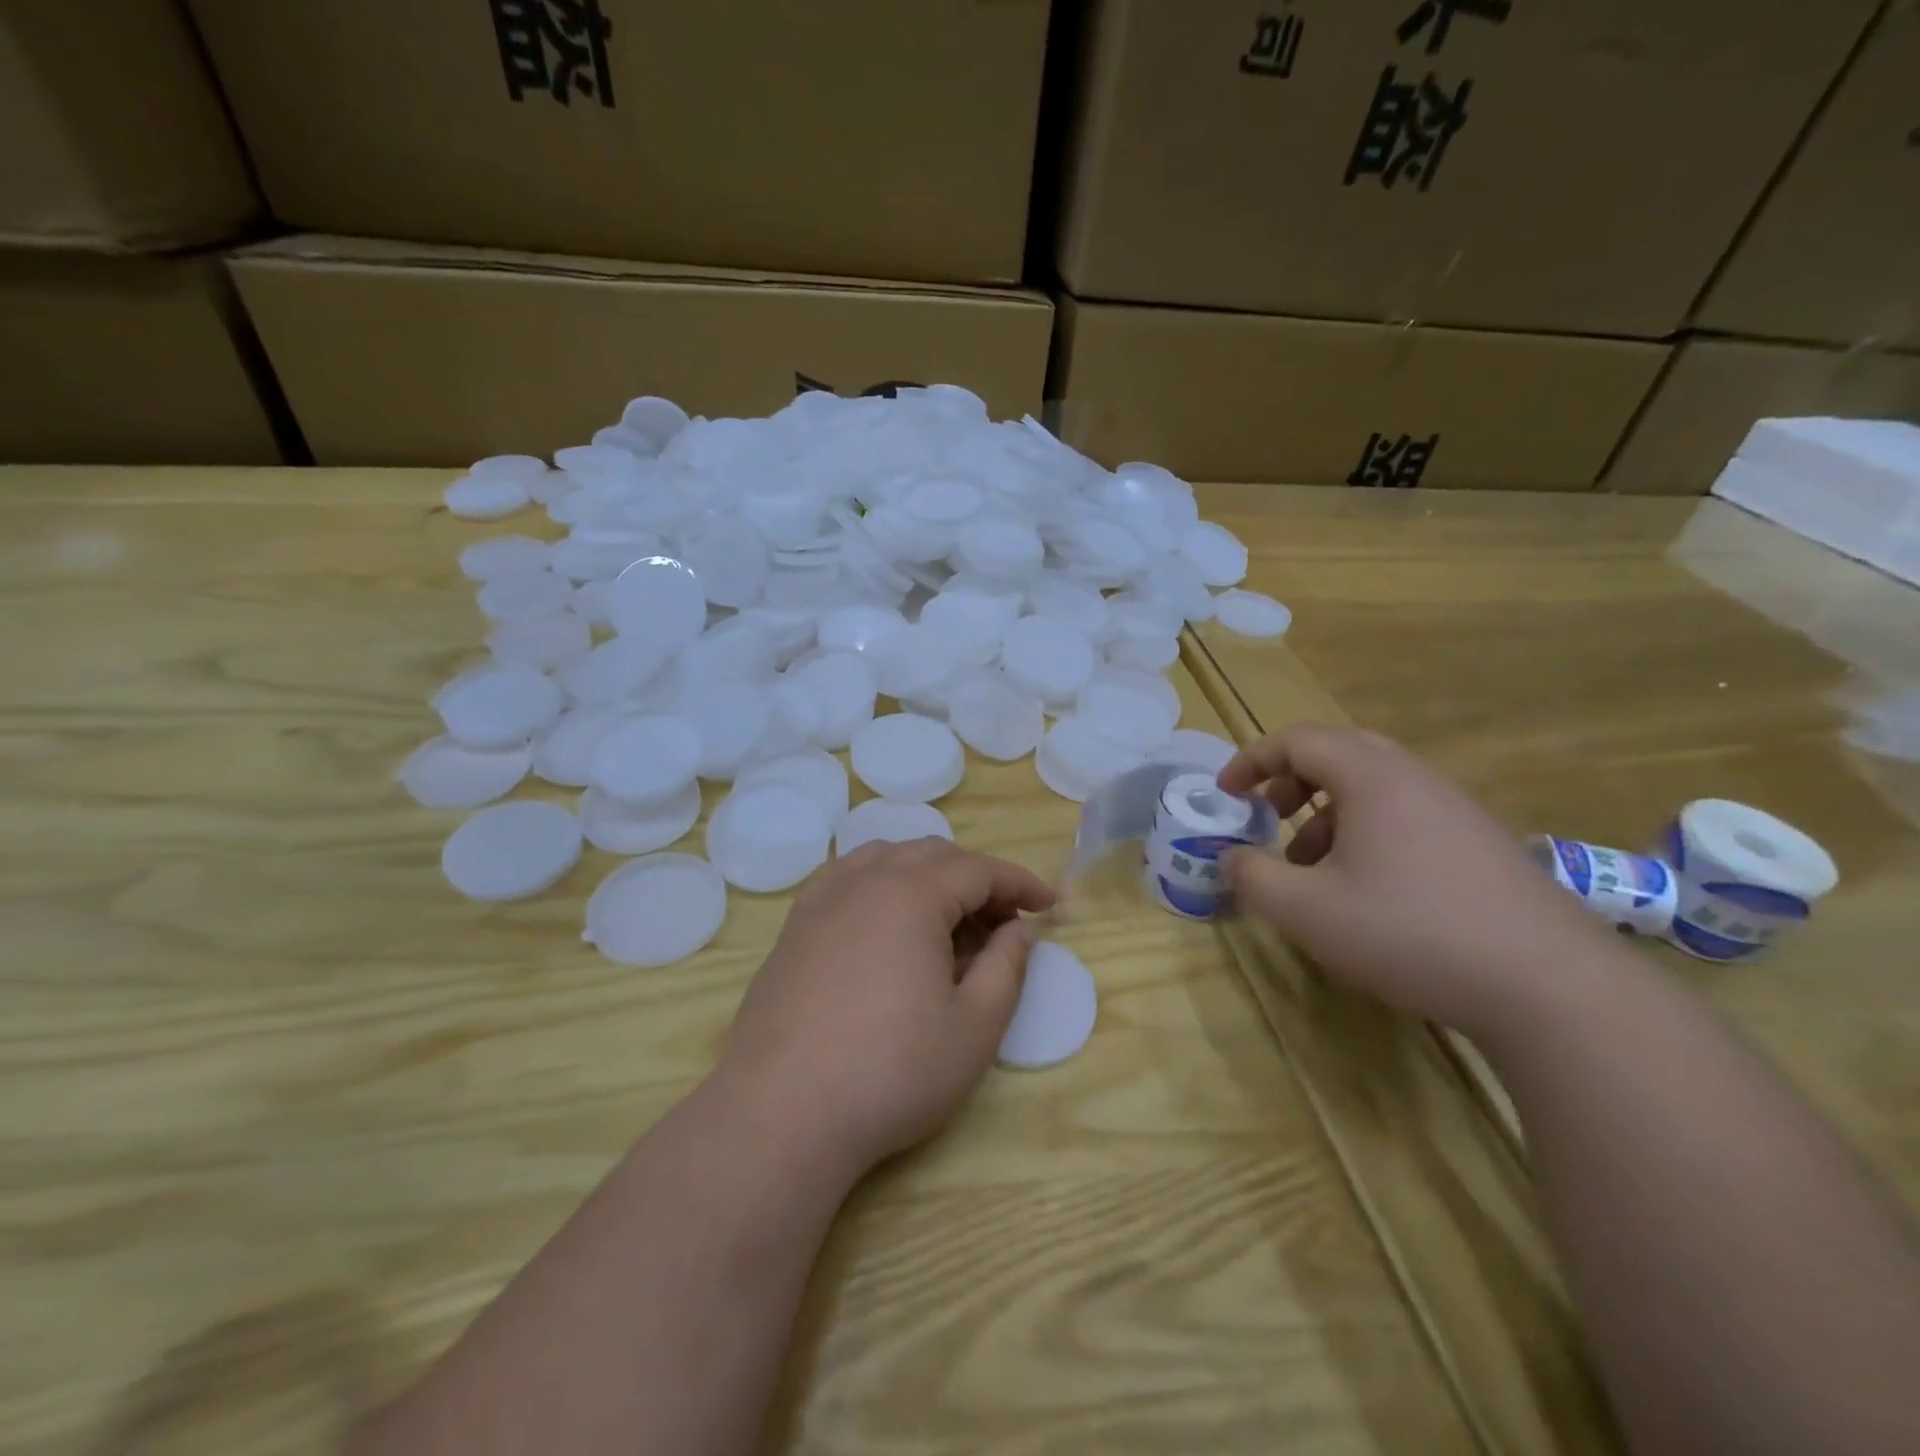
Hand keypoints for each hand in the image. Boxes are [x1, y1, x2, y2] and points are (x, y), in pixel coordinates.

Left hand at [715, 839, 1055, 1174]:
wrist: (781, 1113)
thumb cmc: (891, 1072)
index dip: (1019, 883)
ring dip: (928, 876)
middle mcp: (864, 881)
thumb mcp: (974, 1028)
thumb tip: (1018, 928)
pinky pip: (847, 878)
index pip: (978, 869)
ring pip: (886, 859)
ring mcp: (822, 900)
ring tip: (949, 918)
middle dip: (977, 879)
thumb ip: (1007, 967)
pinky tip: (887, 922)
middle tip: (1004, 922)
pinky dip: (882, 883)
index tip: (1050, 904)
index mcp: (911, 894)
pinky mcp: (795, 927)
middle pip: (933, 856)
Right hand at [1218, 723, 1606, 1036]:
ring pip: (1374, 788)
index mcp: (1371, 777)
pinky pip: (1406, 816)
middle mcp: (1415, 779)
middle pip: (1339, 754)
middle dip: (1292, 780)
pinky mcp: (1481, 844)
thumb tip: (1231, 858)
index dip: (1252, 761)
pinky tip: (1365, 891)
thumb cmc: (1410, 932)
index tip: (1226, 793)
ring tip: (1310, 866)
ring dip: (1327, 812)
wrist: (1550, 986)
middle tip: (1267, 815)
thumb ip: (1253, 878)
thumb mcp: (1307, 911)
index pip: (1298, 740)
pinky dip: (1366, 834)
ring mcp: (1455, 810)